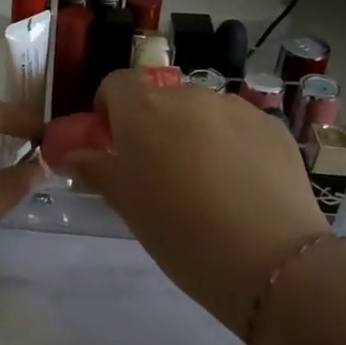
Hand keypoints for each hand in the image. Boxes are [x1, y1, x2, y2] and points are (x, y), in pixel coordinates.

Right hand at [63, 71, 327, 330]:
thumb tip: (72, 155)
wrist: (271, 261)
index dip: (110, 108)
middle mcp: (188, 96)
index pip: (116, 83)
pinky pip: (238, 125)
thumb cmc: (181, 234)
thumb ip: (97, 170)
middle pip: (161, 97)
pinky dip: (231, 143)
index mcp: (143, 111)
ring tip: (206, 181)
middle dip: (153, 123)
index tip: (114, 142)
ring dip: (193, 131)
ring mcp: (235, 107)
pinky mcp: (273, 126)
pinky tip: (240, 185)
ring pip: (201, 110)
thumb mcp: (127, 206)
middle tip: (158, 170)